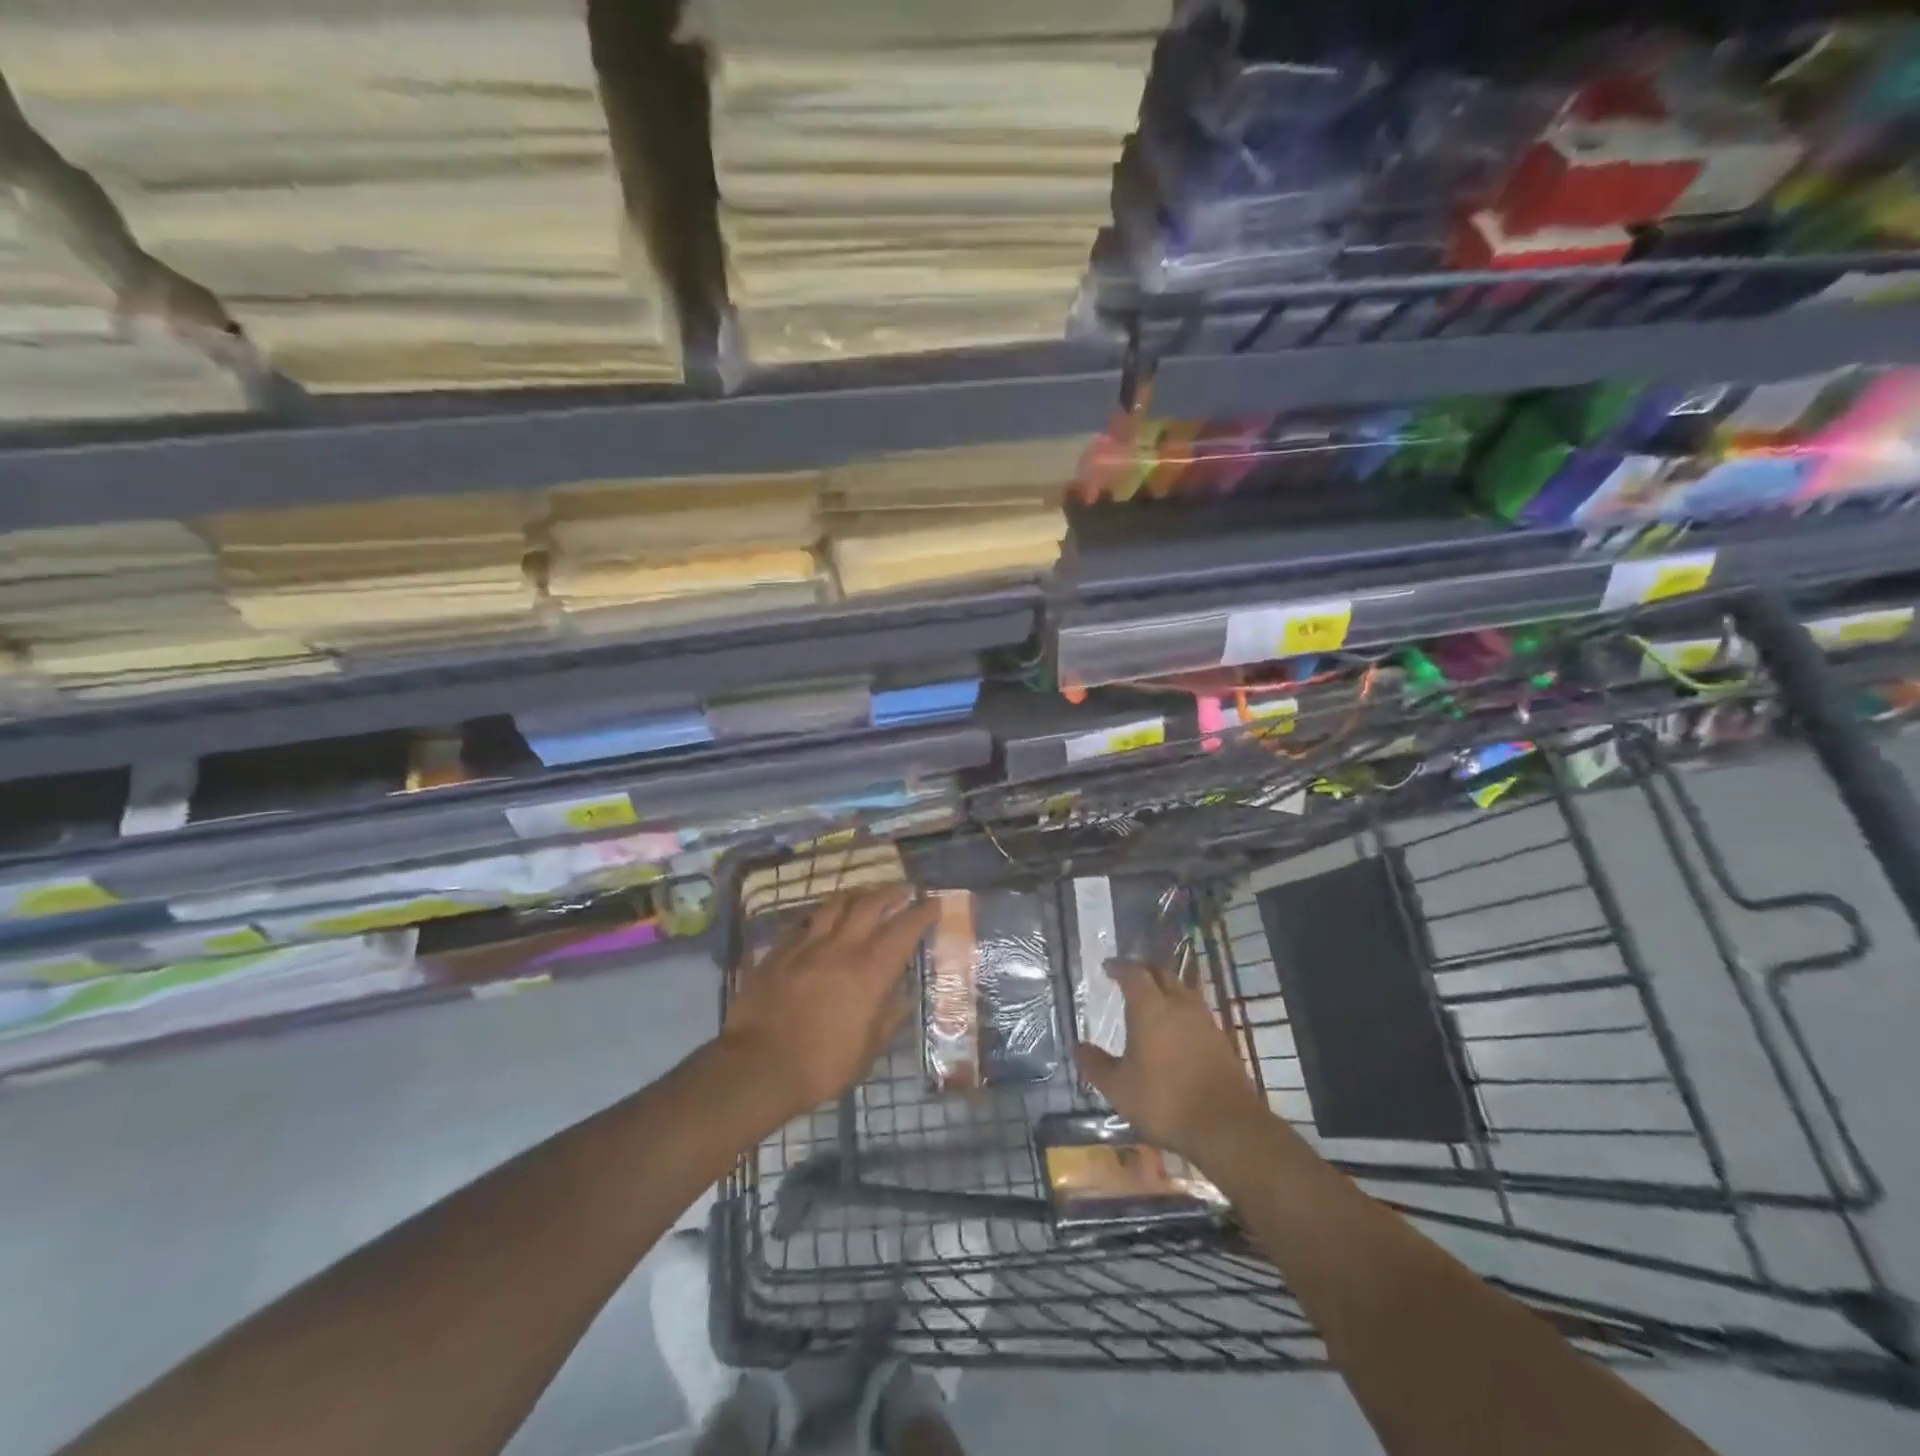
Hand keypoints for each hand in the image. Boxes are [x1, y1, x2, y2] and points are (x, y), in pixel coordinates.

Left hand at [719, 888, 937, 1120]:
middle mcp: (841, 948)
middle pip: (869, 904)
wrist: (758, 1067)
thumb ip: (888, 1017)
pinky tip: (821, 921)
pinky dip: (820, 917)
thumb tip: (901, 996)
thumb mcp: (868, 1049)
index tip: (933, 903)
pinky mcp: (778, 951)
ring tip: (865, 896)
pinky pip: (804, 923)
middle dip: (891, 893)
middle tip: (904, 890)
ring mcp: (806, 945)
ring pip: (835, 904)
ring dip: (856, 896)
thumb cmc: (822, 1065)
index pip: (903, 930)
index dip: (921, 913)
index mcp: (869, 971)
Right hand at [1075, 960, 1269, 1163]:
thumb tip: (1078, 1046)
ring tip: (1154, 999)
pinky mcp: (1221, 1038)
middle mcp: (1178, 1004)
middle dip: (1144, 970)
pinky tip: (1177, 1028)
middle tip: (1130, 977)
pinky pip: (1197, 1011)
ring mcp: (1204, 1019)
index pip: (1133, 973)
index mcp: (1150, 1007)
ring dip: (1167, 987)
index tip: (1108, 967)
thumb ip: (1096, 1065)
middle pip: (1162, 973)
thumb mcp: (1118, 1088)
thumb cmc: (1164, 1101)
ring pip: (1183, 989)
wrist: (1225, 1125)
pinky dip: (1182, 1010)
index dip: (1119, 967)